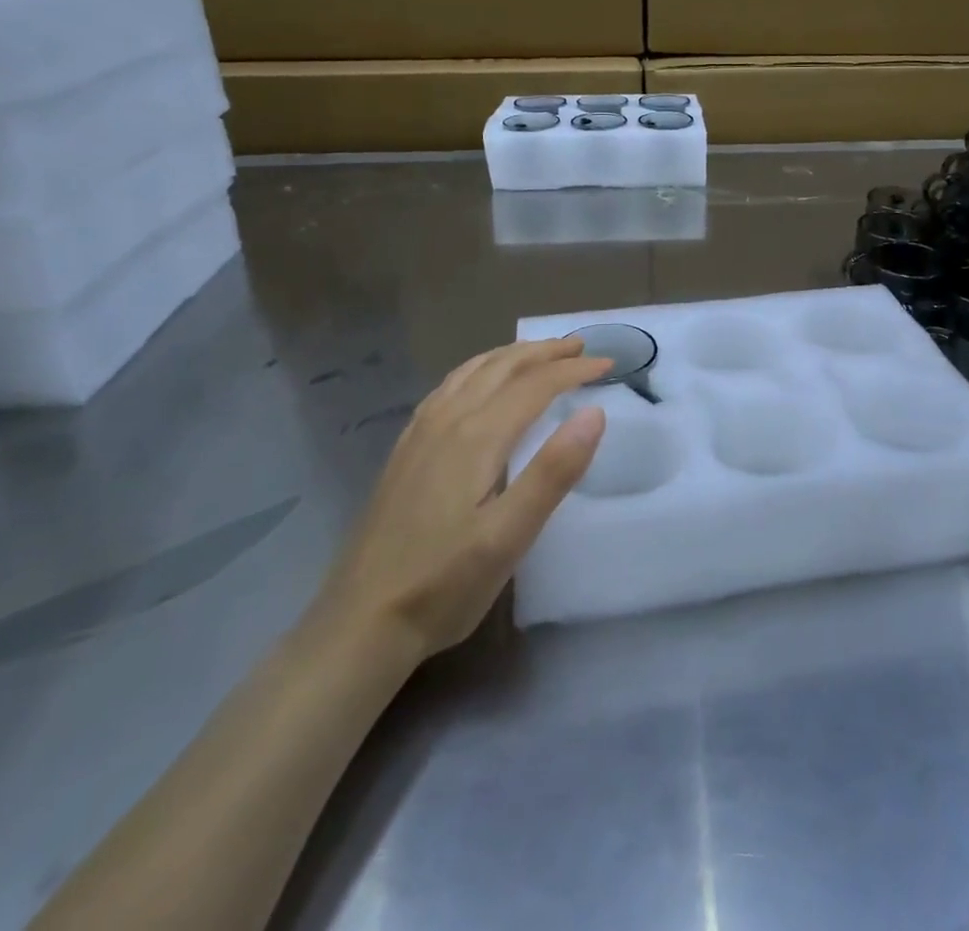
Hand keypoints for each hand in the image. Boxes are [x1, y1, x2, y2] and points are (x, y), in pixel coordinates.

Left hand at [306, 338, 610, 671]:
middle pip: (502, 367)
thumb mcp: (509, 537)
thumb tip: (594, 413)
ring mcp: (420, 434)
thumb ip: (553, 472)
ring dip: (511, 355)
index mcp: (477, 436)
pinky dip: (476, 370)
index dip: (574, 370)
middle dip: (544, 352)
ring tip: (538, 352)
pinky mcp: (405, 451)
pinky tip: (477, 383)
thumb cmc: (444, 584)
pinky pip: (447, 388)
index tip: (609, 363)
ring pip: (472, 372)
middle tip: (580, 346)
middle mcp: (447, 421)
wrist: (360, 623)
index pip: (535, 385)